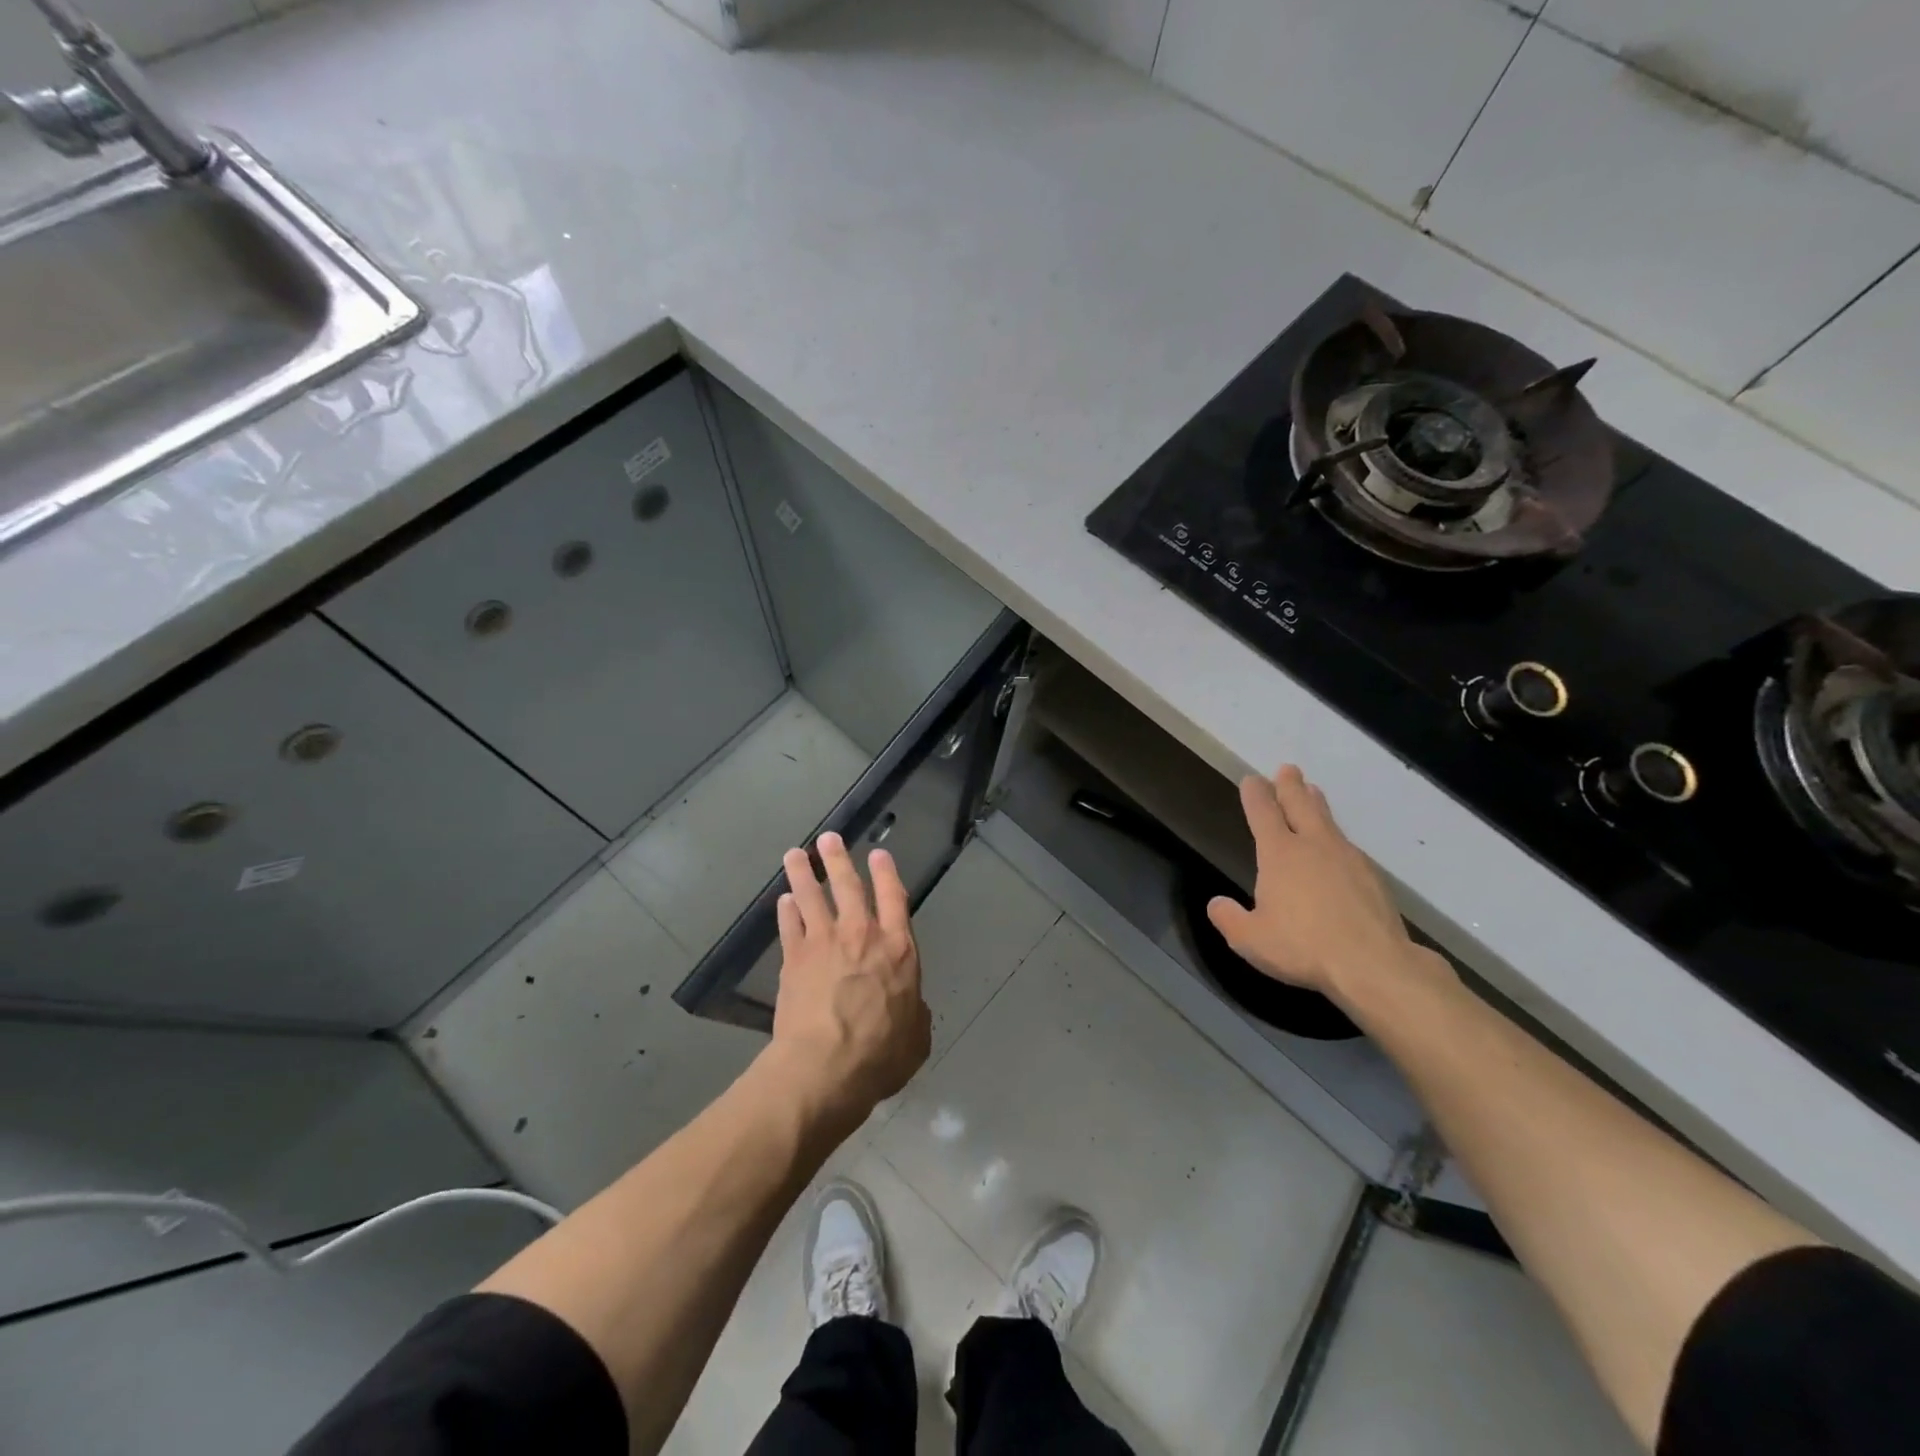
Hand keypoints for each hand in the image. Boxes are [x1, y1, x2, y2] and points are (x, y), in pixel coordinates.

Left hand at [769, 831, 931, 1120]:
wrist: (824, 1066)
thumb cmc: (880, 1055)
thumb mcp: (916, 1038)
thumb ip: (915, 1015)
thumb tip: (912, 1009)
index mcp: (898, 949)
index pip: (894, 899)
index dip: (886, 873)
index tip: (878, 854)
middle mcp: (862, 935)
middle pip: (848, 886)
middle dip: (838, 859)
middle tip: (828, 838)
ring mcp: (824, 943)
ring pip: (811, 896)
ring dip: (803, 873)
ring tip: (795, 854)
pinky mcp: (794, 958)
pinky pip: (790, 925)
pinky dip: (786, 911)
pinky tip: (783, 901)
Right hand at [1206, 765, 1449, 1008]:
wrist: (1374, 965)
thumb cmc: (1302, 947)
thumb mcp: (1250, 939)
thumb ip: (1229, 919)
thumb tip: (1217, 904)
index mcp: (1280, 854)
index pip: (1263, 814)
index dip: (1255, 795)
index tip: (1252, 780)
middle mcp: (1314, 846)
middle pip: (1301, 805)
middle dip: (1290, 786)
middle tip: (1288, 769)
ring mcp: (1348, 859)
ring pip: (1328, 822)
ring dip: (1317, 804)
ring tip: (1314, 792)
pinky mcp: (1373, 878)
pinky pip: (1348, 847)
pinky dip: (1337, 839)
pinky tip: (1338, 848)